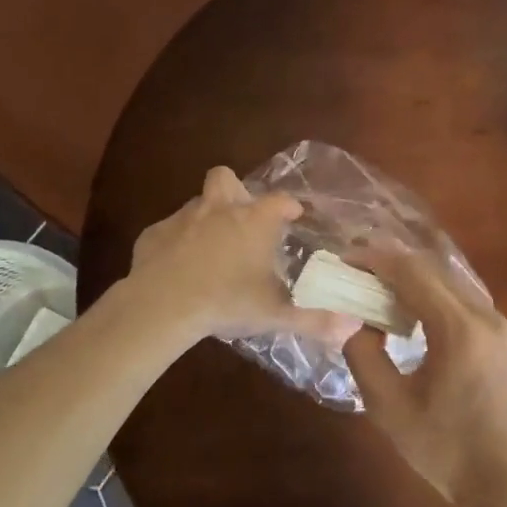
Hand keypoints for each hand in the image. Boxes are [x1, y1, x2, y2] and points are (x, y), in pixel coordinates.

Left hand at [130, 167, 358, 345]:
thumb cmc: (227, 301)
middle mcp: (220, 209)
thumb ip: (315, 320)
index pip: (279, 201)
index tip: (293, 215)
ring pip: (197, 204)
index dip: (288, 206)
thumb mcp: (275, 314)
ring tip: (211, 248)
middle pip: (226, 178)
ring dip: (206, 218)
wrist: (162, 305)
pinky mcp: (153, 234)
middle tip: (241, 217)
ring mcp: (183, 218)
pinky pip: (168, 231)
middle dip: (235, 191)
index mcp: (254, 220)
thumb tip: (352, 328)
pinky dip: (175, 243)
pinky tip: (176, 267)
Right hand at [343, 247, 506, 506]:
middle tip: (354, 270)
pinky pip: (462, 297)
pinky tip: (409, 309)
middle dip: (391, 263)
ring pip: (449, 280)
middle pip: (433, 269)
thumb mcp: (389, 407)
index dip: (375, 260)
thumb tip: (355, 320)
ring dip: (412, 276)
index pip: (412, 273)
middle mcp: (485, 315)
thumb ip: (364, 355)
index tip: (344, 258)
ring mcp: (499, 323)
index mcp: (459, 329)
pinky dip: (432, 293)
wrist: (505, 482)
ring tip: (375, 286)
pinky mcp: (502, 335)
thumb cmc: (444, 449)